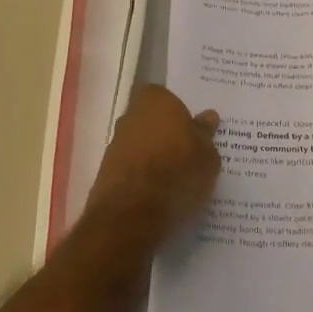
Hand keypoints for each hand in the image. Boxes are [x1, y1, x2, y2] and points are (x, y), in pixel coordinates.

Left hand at [87, 85, 221, 242]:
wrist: (131, 215)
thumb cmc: (177, 174)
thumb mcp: (207, 156)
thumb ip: (205, 134)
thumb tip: (207, 117)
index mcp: (156, 101)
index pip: (166, 96)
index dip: (179, 112)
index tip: (192, 130)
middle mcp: (130, 117)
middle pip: (151, 121)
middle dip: (166, 133)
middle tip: (188, 153)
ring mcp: (115, 145)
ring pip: (140, 145)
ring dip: (154, 157)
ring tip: (176, 179)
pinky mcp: (105, 173)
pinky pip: (132, 168)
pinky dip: (143, 177)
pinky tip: (159, 194)